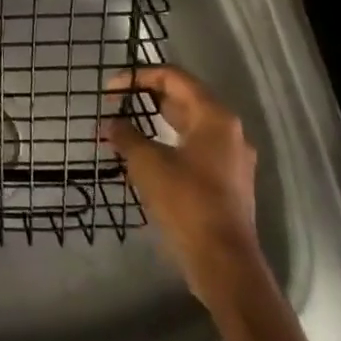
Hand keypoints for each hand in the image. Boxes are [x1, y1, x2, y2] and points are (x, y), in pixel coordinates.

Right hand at [101, 67, 259, 297]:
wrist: (223, 263)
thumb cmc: (186, 202)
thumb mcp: (146, 162)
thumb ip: (125, 135)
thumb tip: (111, 124)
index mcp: (214, 117)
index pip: (174, 77)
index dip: (138, 77)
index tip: (110, 89)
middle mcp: (229, 131)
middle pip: (183, 98)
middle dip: (145, 98)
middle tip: (115, 105)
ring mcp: (231, 157)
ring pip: (188, 125)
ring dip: (154, 122)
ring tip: (123, 128)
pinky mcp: (226, 181)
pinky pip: (193, 148)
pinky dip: (167, 143)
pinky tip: (143, 156)